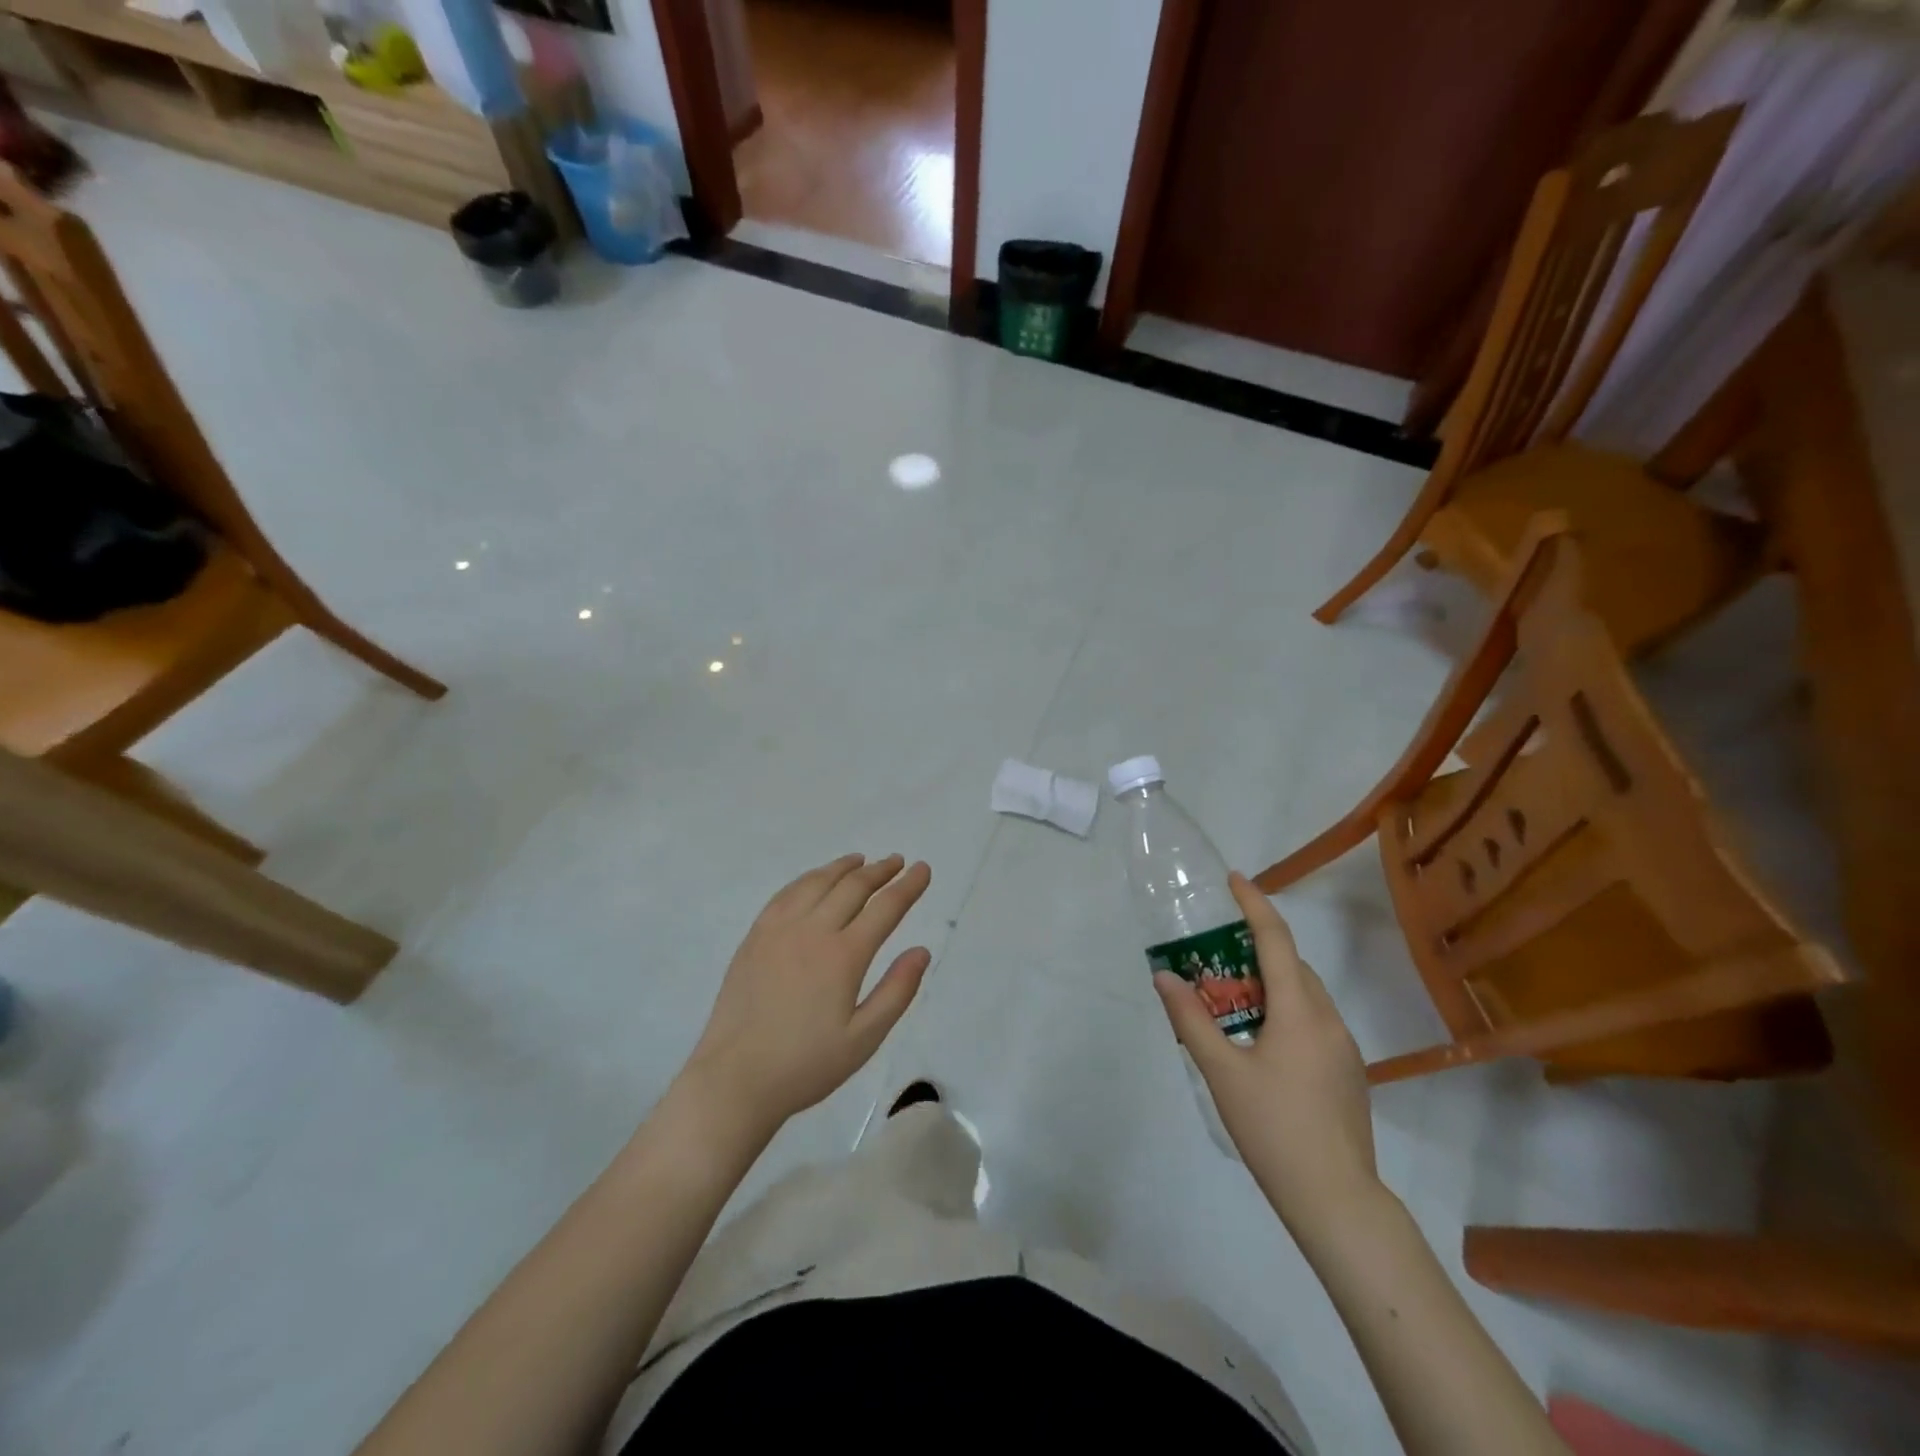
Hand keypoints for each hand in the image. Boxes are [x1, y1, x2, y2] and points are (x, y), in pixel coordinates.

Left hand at [685, 854, 932, 1130]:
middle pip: (852, 887)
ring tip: (860, 861)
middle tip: (897, 861)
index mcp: (844, 956)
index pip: (885, 908)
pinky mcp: (755, 937)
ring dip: (843, 867)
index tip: (922, 869)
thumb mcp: (864, 1039)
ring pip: (817, 883)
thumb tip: (921, 951)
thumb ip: (897, 991)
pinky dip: (808, 879)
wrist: (735, 1079)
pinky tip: (815, 880)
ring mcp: (779, 930)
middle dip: (880, 871)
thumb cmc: (806, 1065)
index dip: (908, 886)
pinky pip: (786, 894)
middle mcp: (812, 931)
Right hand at [1154, 873, 1382, 1243]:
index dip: (1255, 904)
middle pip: (1292, 965)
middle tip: (1214, 953)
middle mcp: (1329, 1019)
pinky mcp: (1348, 1072)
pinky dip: (1285, 1010)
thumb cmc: (1274, 1128)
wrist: (1336, 1199)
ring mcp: (1344, 1047)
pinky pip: (1313, 1021)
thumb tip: (1164, 975)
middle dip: (1255, 948)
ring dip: (1270, 982)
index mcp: (1300, 1010)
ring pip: (1305, 994)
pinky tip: (1259, 1041)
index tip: (1234, 879)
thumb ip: (1191, 1019)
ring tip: (1230, 998)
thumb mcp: (1222, 1071)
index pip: (1276, 940)